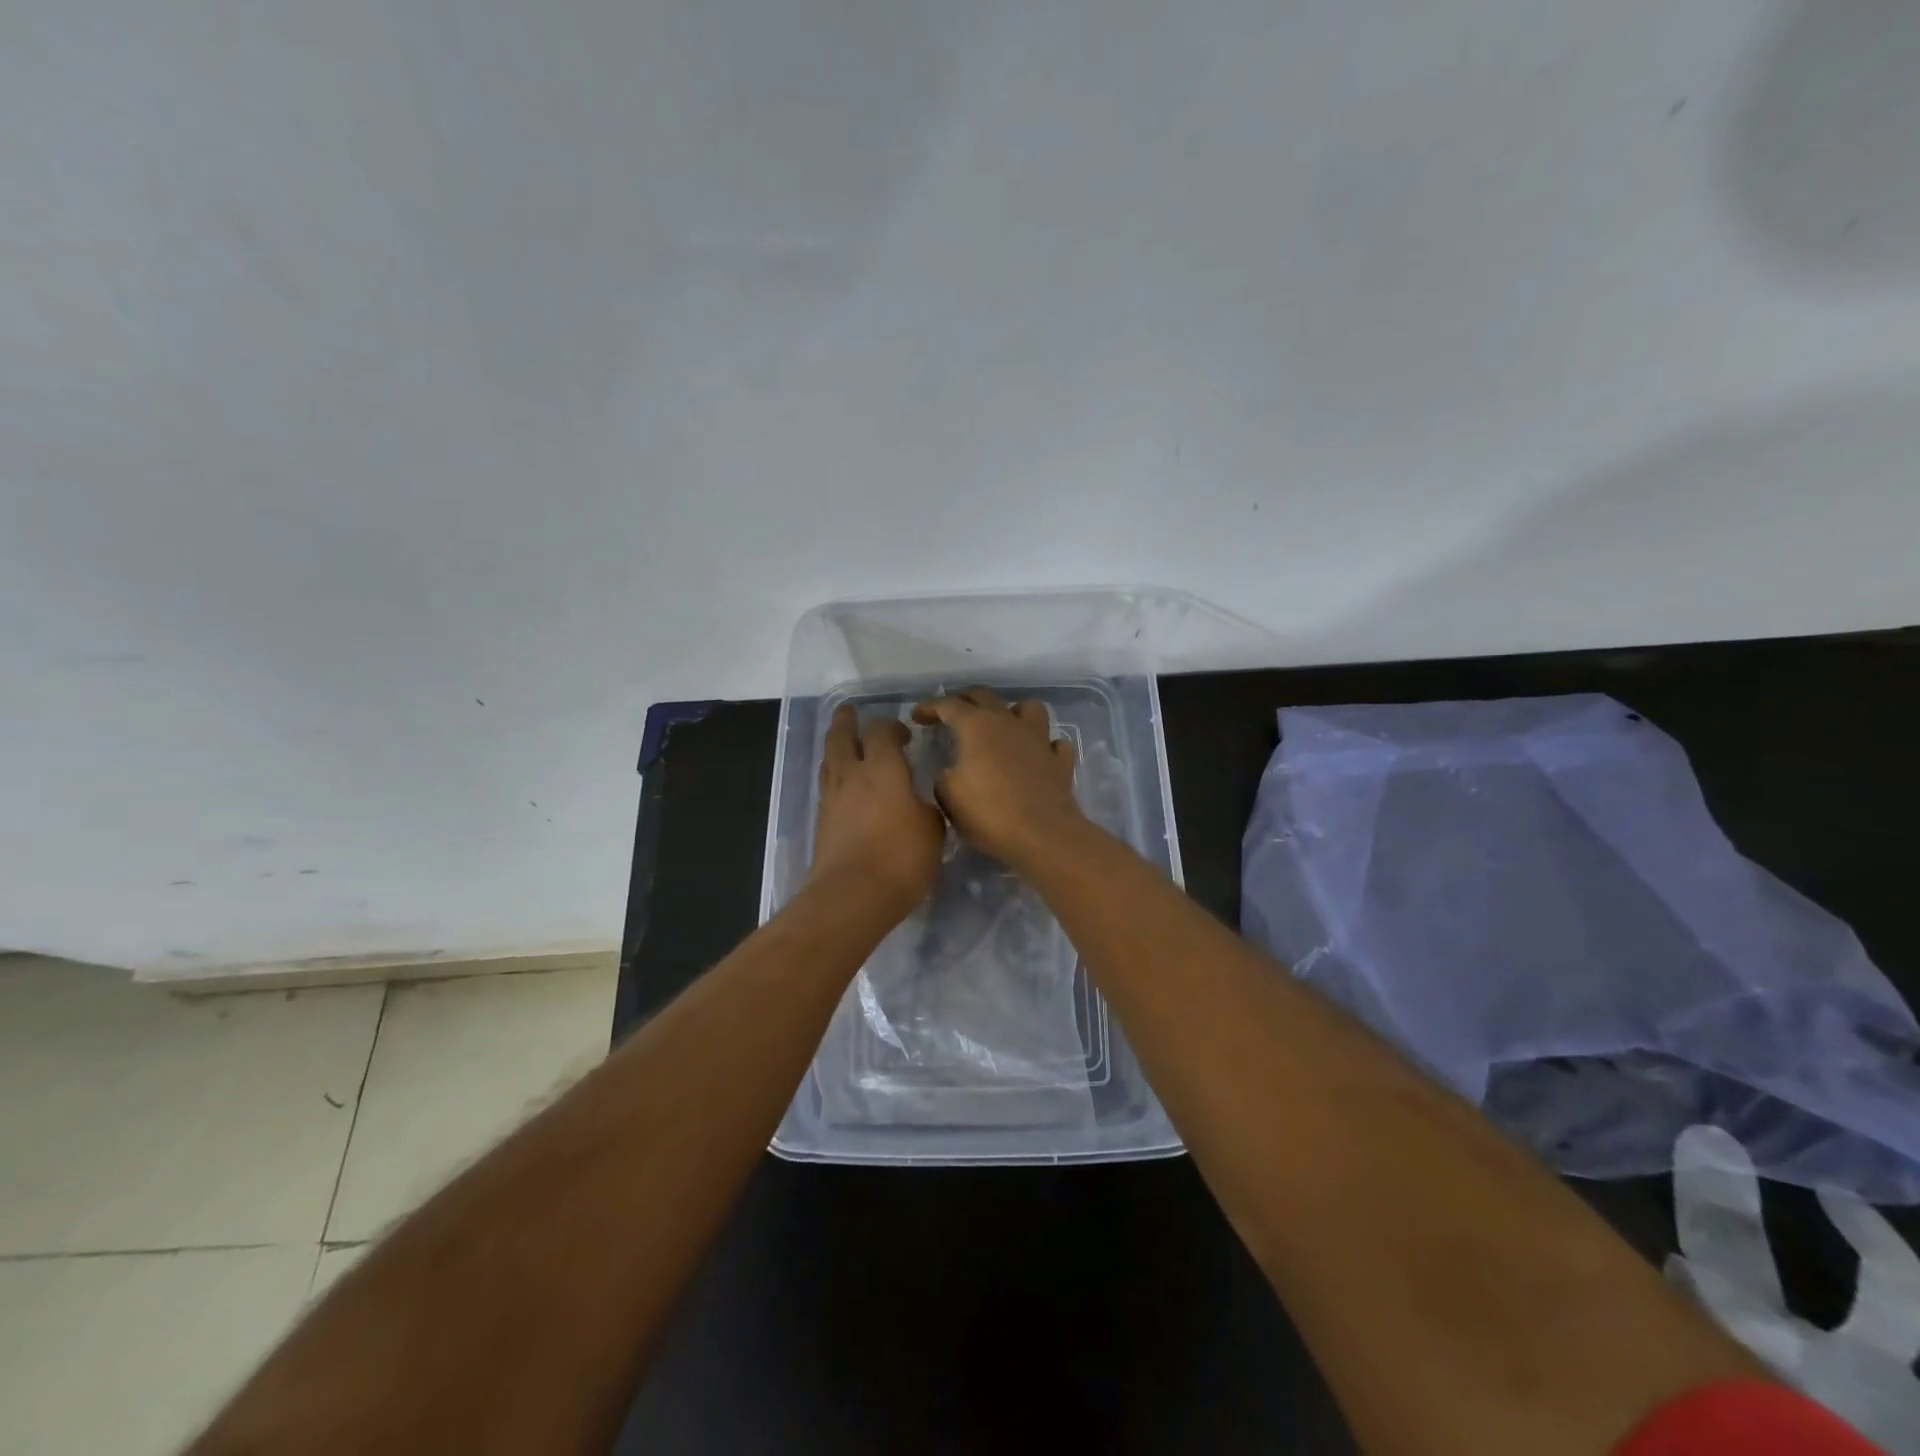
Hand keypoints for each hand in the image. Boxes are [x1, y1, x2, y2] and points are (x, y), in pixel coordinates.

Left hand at [810, 705, 945, 915]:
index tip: (904, 734)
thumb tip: (920, 802)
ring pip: (829, 760)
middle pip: (841, 736)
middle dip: (846, 722)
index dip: (892, 726)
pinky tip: (844, 786)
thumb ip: (927, 807)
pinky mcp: (822, 822)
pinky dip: (835, 776)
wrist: (851, 895)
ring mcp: (832, 798)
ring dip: (836, 746)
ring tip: (844, 744)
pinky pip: (827, 786)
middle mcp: (852, 775)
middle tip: (850, 712)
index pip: (881, 731)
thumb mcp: (933, 829)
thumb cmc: (901, 858)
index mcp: (883, 769)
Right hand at [911, 687, 1084, 868]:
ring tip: (1001, 726)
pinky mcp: (1060, 762)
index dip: (930, 707)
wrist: (1043, 836)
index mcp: (977, 726)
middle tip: (950, 714)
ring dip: (1012, 712)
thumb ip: (944, 777)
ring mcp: (1039, 740)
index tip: (917, 716)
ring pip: (1029, 708)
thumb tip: (951, 772)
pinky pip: (1052, 743)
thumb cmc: (989, 814)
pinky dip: (1042, 745)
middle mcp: (1009, 723)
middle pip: (985, 696)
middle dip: (964, 700)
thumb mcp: (948, 797)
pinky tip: (1034, 755)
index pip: (948, 705)